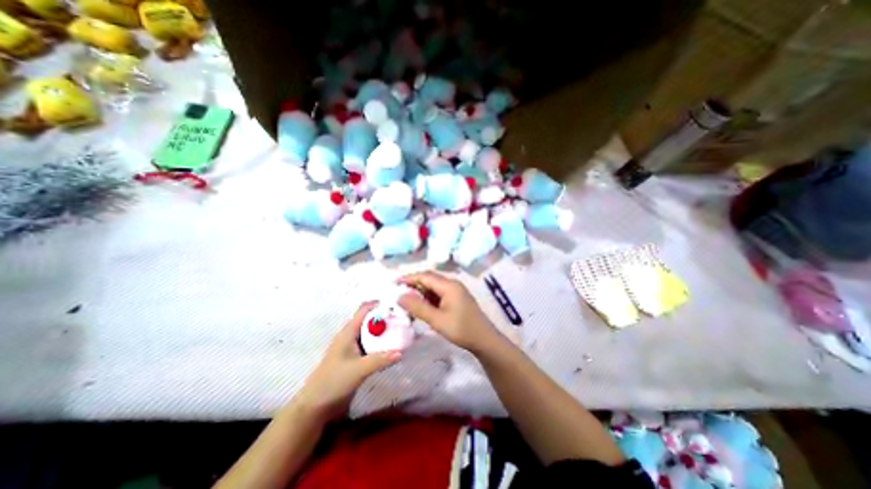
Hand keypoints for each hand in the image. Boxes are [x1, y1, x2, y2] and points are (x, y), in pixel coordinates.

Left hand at [293, 304, 399, 421]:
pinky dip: (383, 342)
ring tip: (403, 329)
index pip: (365, 309)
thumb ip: (380, 360)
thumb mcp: (358, 370)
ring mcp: (354, 346)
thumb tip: (401, 351)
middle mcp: (352, 335)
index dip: (380, 304)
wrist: (316, 405)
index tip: (397, 305)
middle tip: (404, 318)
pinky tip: (394, 346)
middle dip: (387, 317)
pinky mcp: (357, 357)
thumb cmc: (333, 382)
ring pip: (372, 332)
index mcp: (349, 331)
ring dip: (386, 330)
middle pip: (371, 319)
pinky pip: (372, 343)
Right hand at [399, 272, 500, 353]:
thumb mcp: (437, 320)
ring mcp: (455, 291)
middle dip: (413, 284)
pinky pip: (439, 293)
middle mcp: (452, 284)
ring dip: (420, 292)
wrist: (484, 340)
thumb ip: (418, 307)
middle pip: (429, 279)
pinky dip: (428, 298)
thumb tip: (399, 296)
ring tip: (406, 301)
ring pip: (434, 287)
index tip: (394, 283)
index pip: (425, 276)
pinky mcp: (456, 298)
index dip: (409, 278)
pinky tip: (421, 306)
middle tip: (398, 293)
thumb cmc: (461, 329)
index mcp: (449, 285)